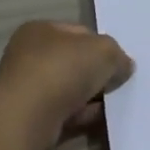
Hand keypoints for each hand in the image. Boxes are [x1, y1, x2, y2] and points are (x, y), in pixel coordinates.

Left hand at [0, 21, 134, 148]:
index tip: (117, 61)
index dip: (101, 45)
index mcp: (39, 30)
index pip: (78, 32)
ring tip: (112, 104)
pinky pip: (64, 113)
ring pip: (68, 89)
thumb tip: (123, 66)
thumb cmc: (63, 70)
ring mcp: (26, 88)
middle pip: (73, 61)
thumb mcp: (104, 51)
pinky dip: (82, 116)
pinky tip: (99, 120)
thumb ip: (118, 55)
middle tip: (117, 82)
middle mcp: (28, 56)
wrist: (29, 118)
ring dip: (89, 97)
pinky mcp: (30, 117)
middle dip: (95, 73)